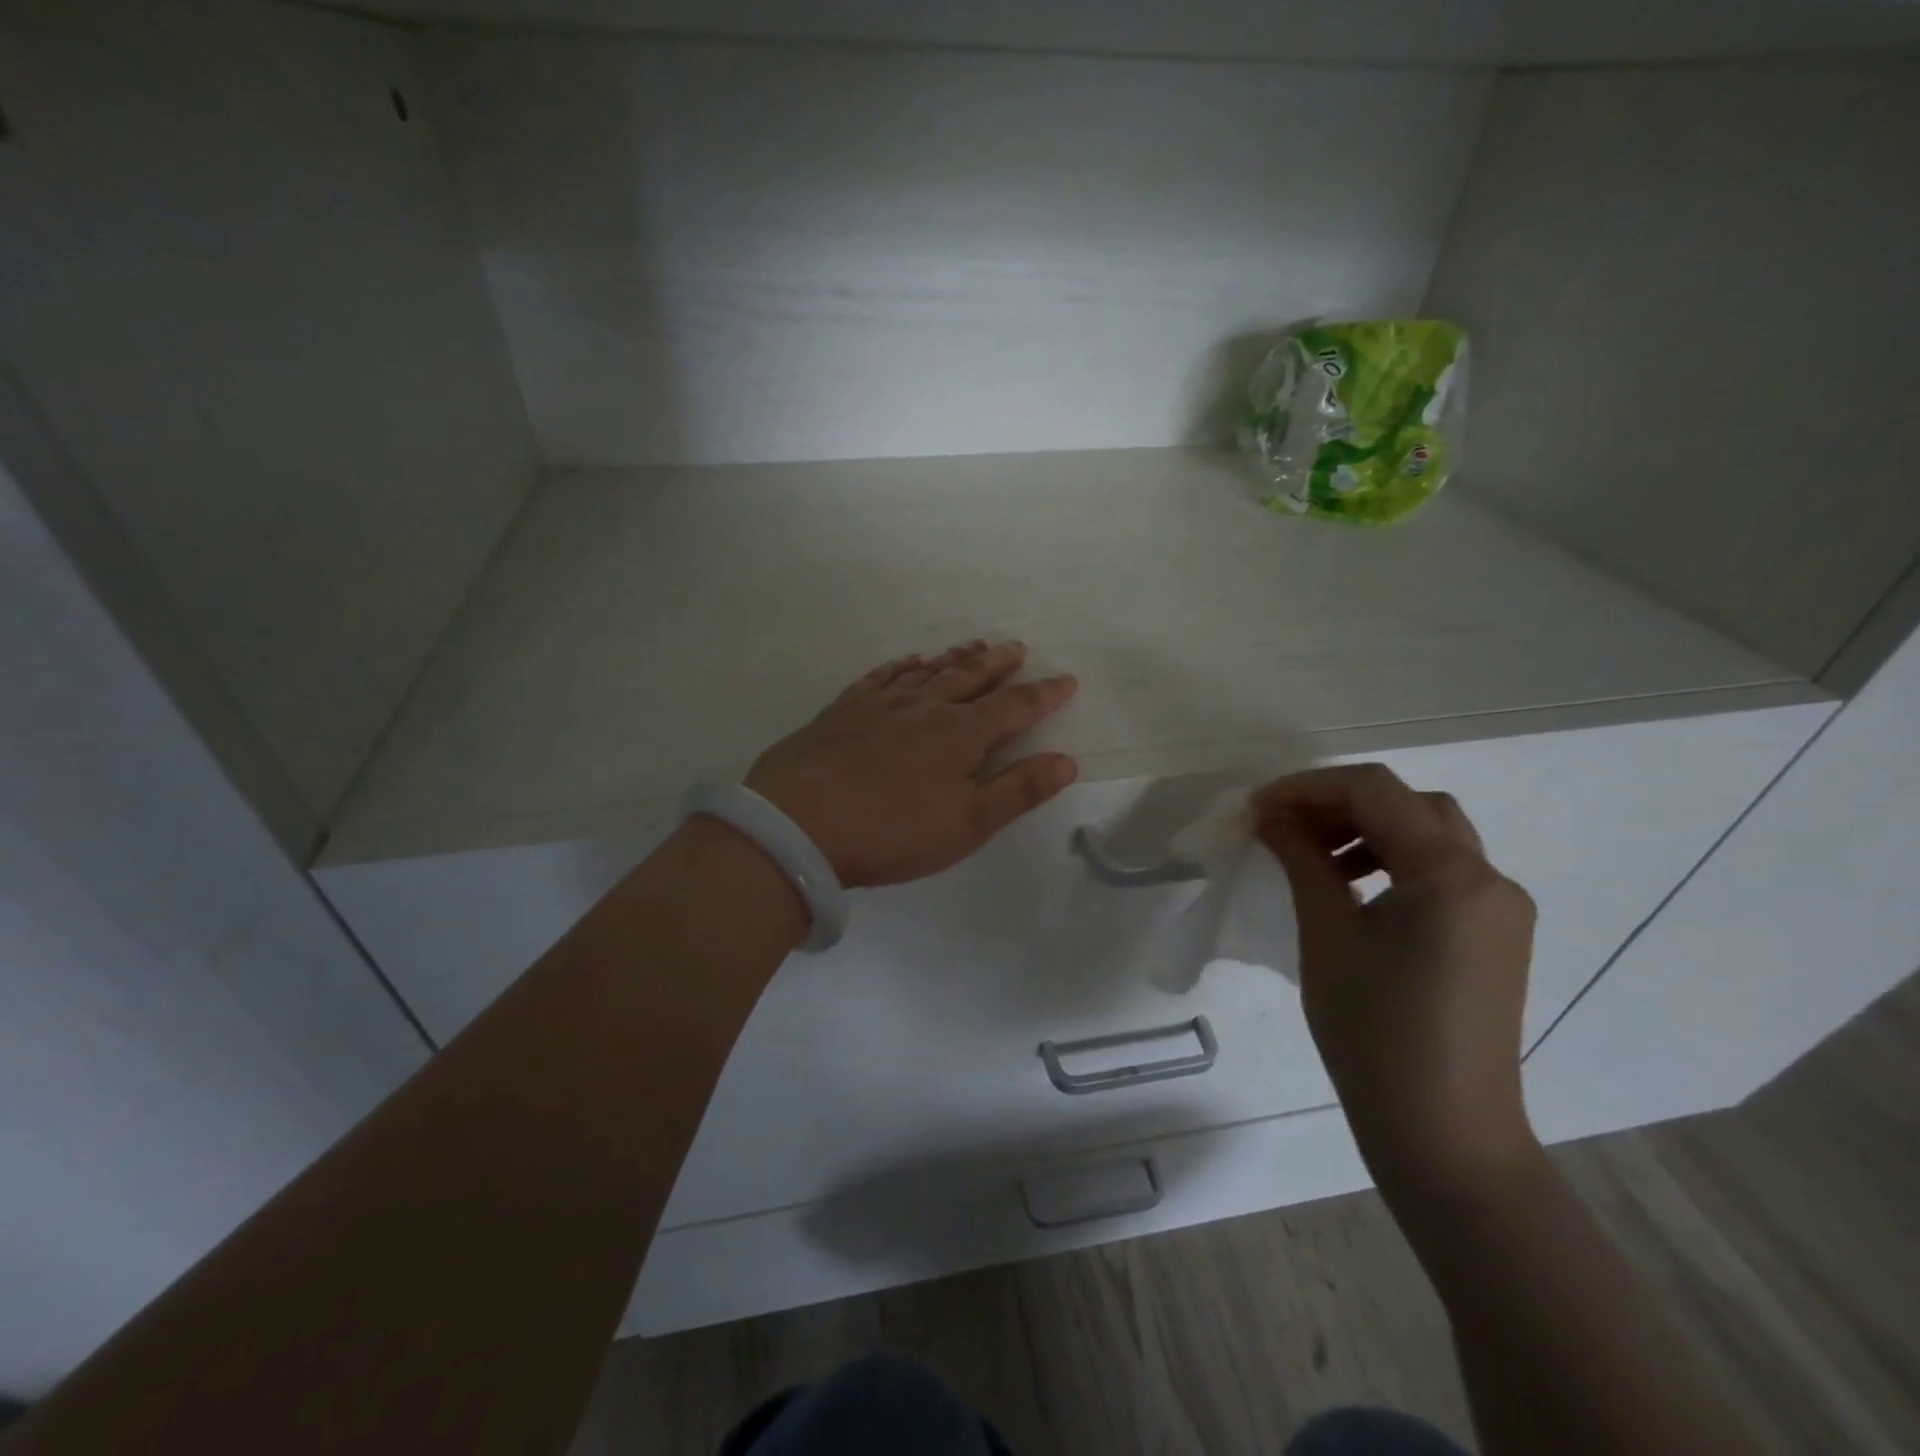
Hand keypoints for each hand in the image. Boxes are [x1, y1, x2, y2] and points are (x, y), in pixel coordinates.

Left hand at [745, 641, 1079, 888]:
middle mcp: (925, 706)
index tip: (1066, 679)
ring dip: (954, 658)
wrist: (799, 824)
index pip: (1014, 707)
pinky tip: (907, 662)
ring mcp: (880, 703)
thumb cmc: (893, 831)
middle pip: (970, 677)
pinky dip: (900, 666)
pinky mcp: (843, 710)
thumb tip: (1066, 761)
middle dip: (998, 663)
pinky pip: (880, 677)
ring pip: (927, 671)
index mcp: (961, 733)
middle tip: (1015, 647)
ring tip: (972, 645)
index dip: (1044, 694)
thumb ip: (1019, 791)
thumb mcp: (968, 824)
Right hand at [1255, 764, 1539, 1194]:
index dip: (1308, 787)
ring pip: (1430, 832)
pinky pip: (1442, 870)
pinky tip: (1354, 889)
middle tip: (1282, 826)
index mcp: (1450, 875)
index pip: (1375, 791)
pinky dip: (1393, 859)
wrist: (1445, 1134)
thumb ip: (1303, 861)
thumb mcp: (1327, 937)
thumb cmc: (1374, 1036)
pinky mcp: (1496, 934)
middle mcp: (1489, 878)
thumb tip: (1273, 817)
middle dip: (1338, 803)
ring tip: (1312, 856)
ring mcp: (1500, 907)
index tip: (1258, 808)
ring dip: (1367, 828)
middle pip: (1408, 804)